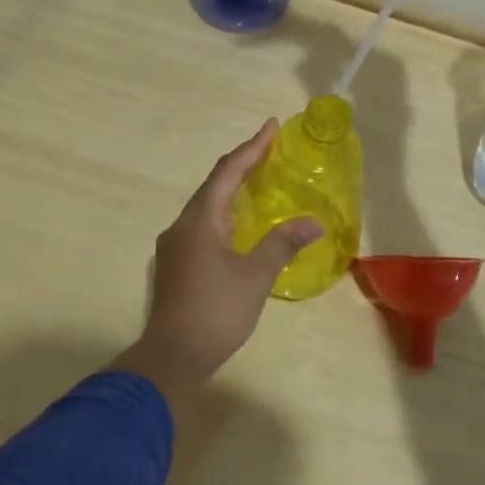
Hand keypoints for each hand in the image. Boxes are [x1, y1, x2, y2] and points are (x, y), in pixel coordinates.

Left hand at [110, 121, 321, 406]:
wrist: (172, 357)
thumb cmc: (216, 310)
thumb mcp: (255, 275)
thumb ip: (282, 243)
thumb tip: (313, 221)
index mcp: (200, 220)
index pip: (228, 171)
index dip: (252, 147)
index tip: (271, 126)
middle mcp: (182, 226)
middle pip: (214, 186)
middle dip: (243, 166)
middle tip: (270, 153)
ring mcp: (175, 247)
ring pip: (207, 208)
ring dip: (233, 193)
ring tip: (260, 185)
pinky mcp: (176, 266)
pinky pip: (203, 228)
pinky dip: (225, 217)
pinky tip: (241, 229)